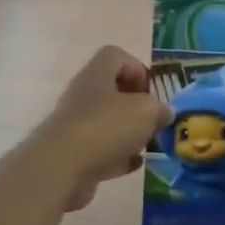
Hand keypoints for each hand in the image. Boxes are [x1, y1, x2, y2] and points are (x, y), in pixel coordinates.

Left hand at [40, 46, 172, 211]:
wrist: (61, 168)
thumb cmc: (106, 128)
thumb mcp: (146, 112)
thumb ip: (159, 109)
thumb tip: (163, 113)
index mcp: (97, 74)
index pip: (116, 56)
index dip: (137, 69)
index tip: (152, 91)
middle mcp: (83, 95)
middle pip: (113, 91)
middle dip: (137, 106)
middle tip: (154, 121)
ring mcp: (75, 125)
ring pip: (108, 122)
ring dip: (129, 132)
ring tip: (147, 145)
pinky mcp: (73, 153)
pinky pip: (101, 149)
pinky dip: (118, 156)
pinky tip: (134, 165)